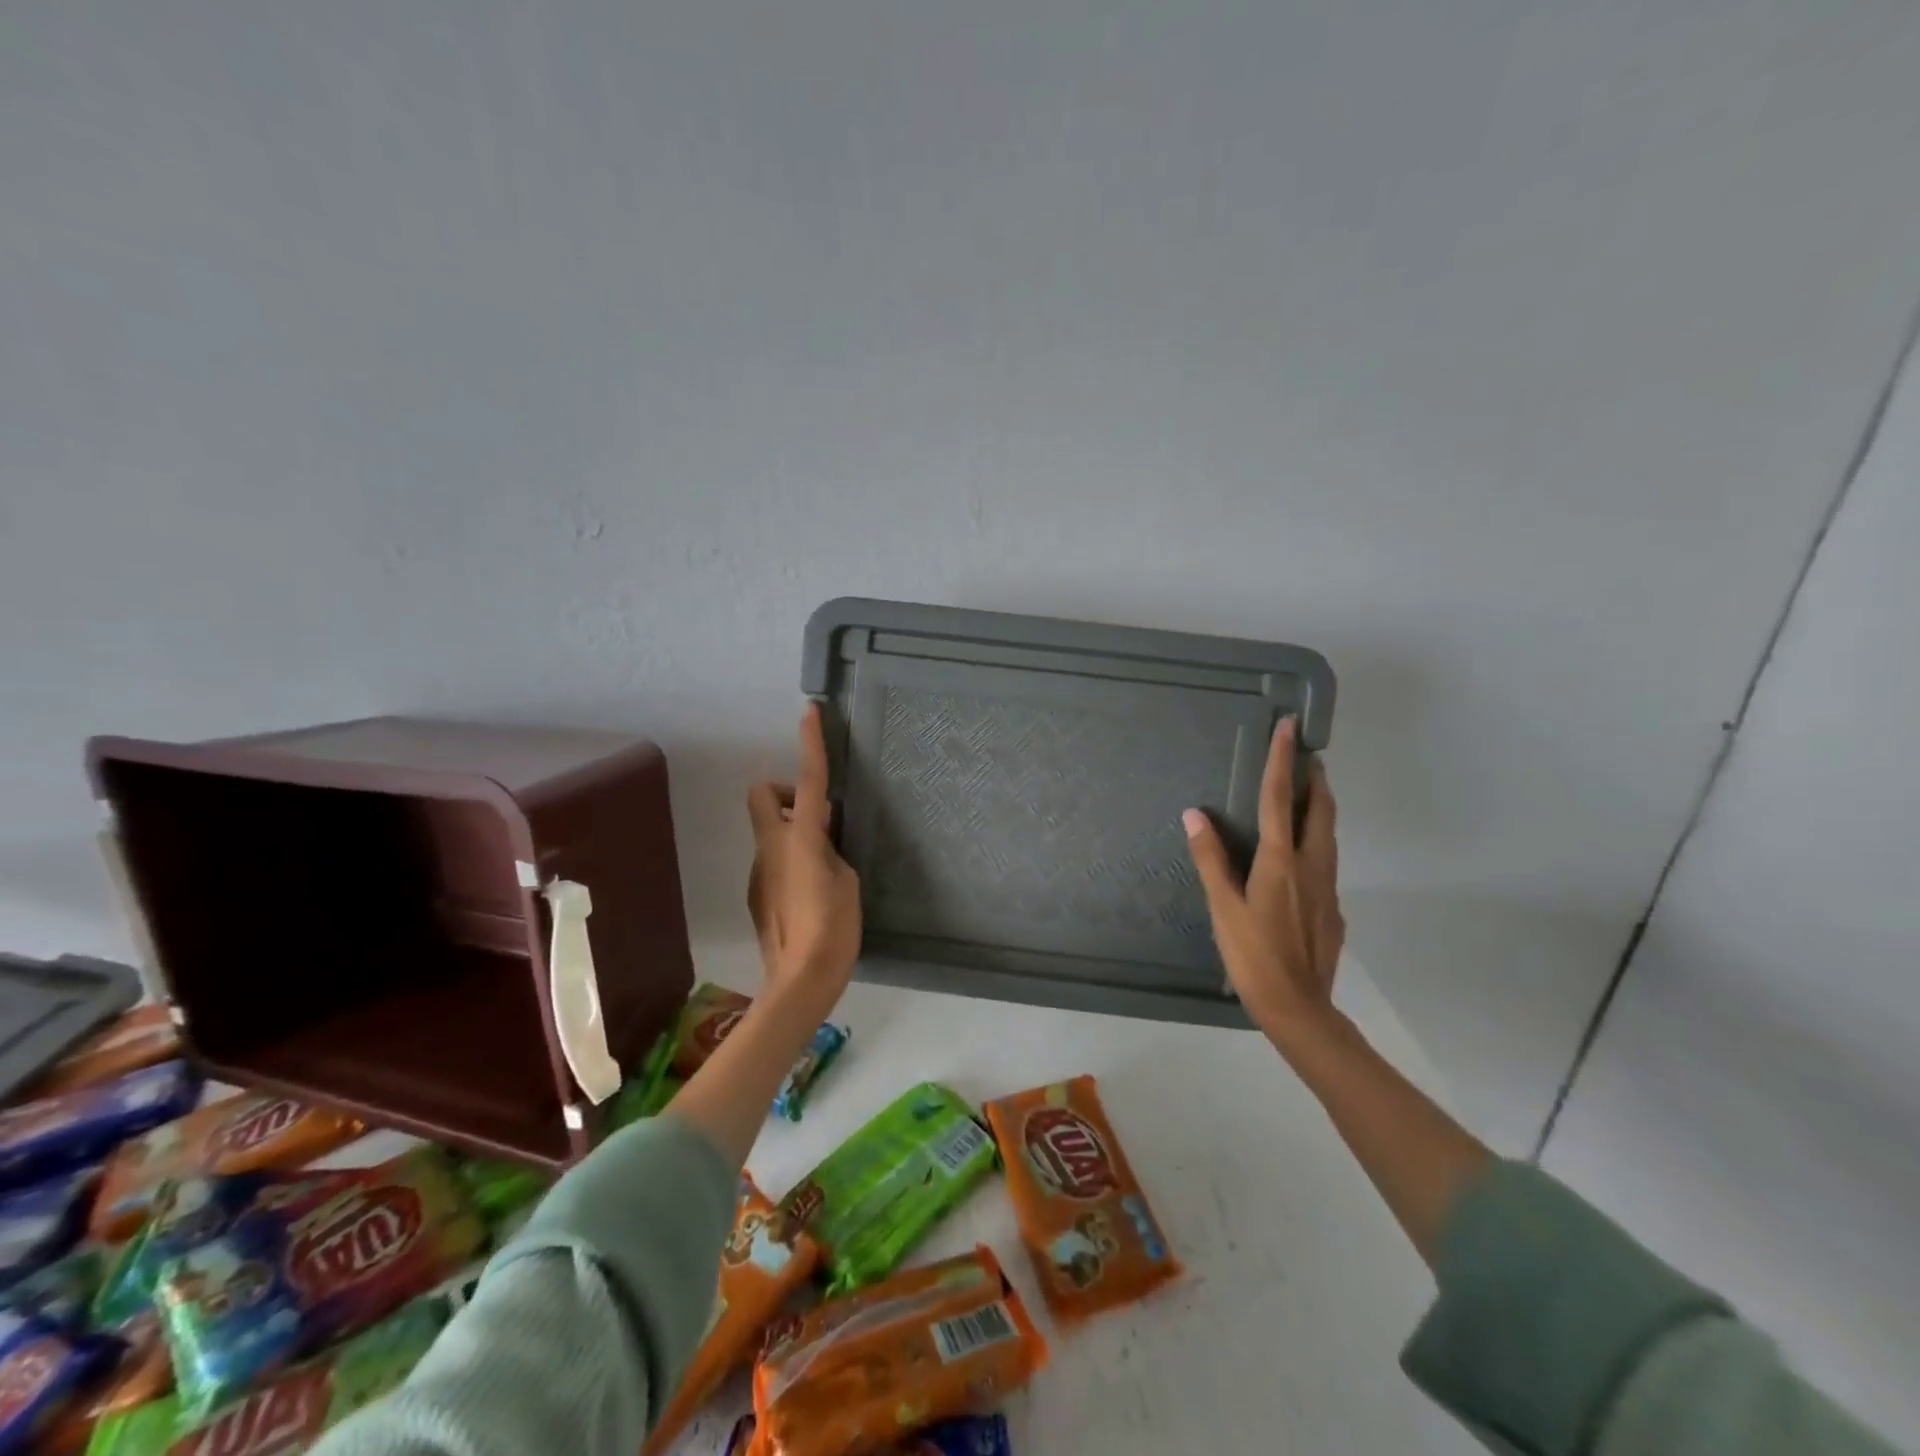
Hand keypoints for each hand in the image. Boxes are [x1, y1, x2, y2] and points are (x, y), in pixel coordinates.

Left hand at [745, 704, 862, 1006]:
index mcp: (801, 838)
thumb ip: (832, 850)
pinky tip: (810, 893)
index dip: (810, 744)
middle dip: (786, 792)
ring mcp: (758, 869)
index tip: (809, 713)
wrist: (800, 980)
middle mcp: (771, 846)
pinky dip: (789, 860)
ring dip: (794, 832)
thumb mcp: (848, 880)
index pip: (809, 780)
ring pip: (770, 830)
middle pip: (763, 794)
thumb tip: (822, 839)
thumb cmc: (834, 928)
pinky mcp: (756, 892)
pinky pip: (772, 859)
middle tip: (817, 815)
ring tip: (825, 866)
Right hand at [1183, 717, 1344, 1043]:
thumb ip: (1210, 858)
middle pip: (1320, 810)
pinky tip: (1300, 859)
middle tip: (1307, 757)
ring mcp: (1327, 888)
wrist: (1298, 1007)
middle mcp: (1311, 865)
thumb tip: (1194, 814)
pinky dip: (1316, 842)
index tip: (1290, 727)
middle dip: (1315, 779)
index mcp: (1281, 860)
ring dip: (1319, 808)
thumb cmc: (1253, 955)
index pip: (1280, 798)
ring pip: (1328, 835)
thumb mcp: (1223, 906)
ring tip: (1306, 795)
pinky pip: (1325, 862)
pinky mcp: (1333, 909)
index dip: (1283, 760)